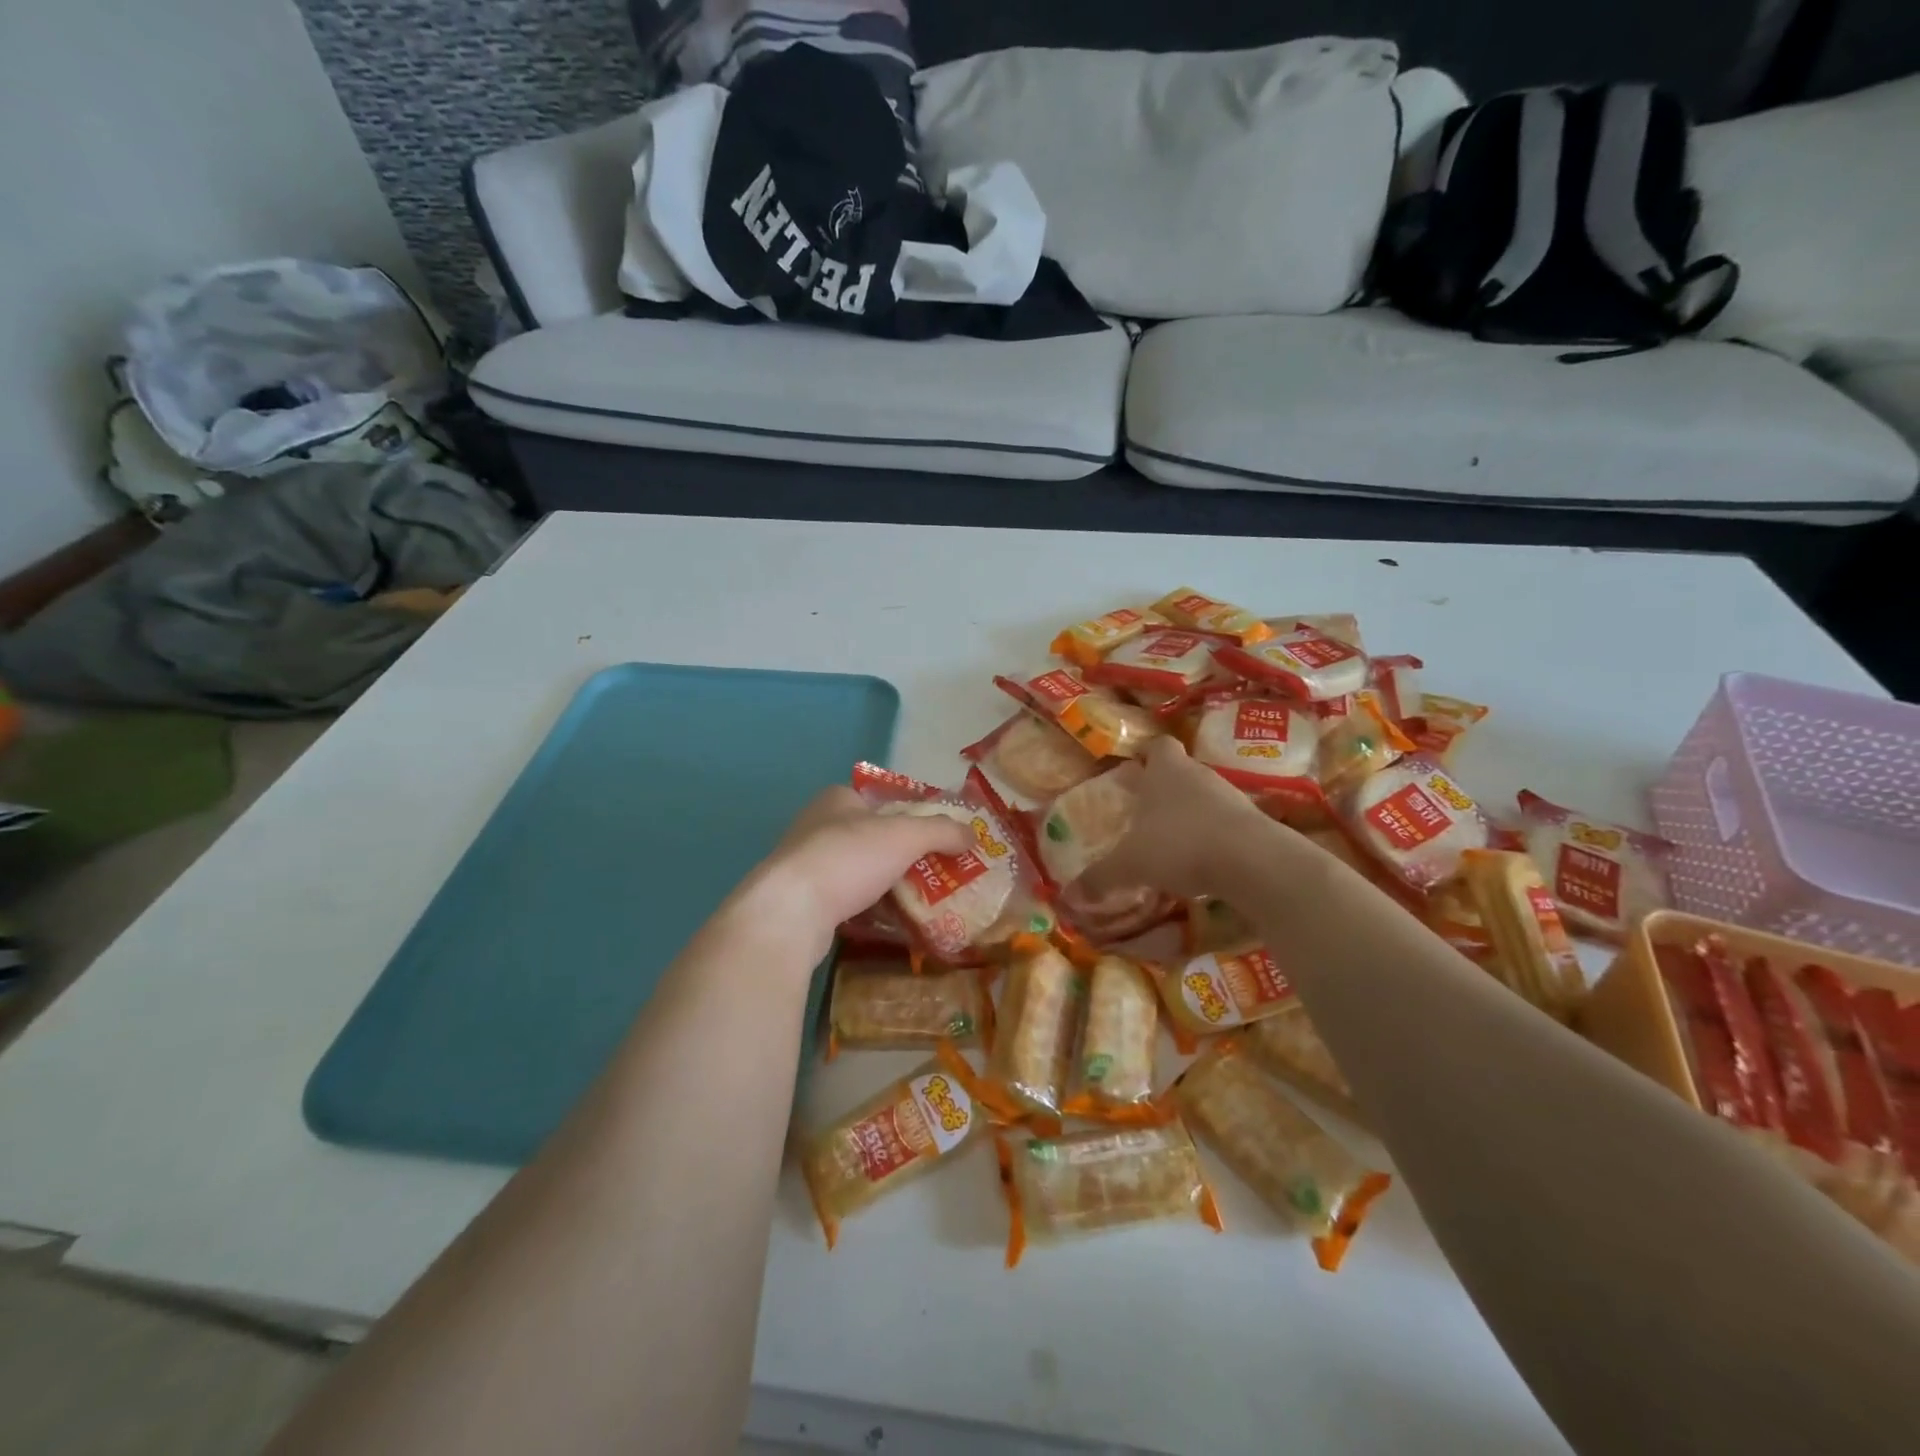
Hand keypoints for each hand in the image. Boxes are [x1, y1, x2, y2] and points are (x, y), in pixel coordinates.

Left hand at [746, 786, 972, 962]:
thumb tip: (973, 834)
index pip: (880, 799)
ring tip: (921, 900)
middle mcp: (817, 826)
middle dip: (901, 854)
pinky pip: (845, 900)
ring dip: (885, 883)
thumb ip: (942, 831)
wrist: (790, 912)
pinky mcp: (801, 902)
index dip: (909, 814)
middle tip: (935, 871)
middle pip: (871, 836)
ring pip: (858, 870)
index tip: (936, 836)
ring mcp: (806, 865)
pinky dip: (868, 908)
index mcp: (837, 799)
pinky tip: (890, 922)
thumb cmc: (848, 858)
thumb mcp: (905, 836)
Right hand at [1078, 738, 1276, 901]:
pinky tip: (1202, 865)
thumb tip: (1070, 895)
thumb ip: (1100, 877)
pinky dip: (1213, 839)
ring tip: (1172, 845)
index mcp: (1167, 770)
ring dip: (1190, 816)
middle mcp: (1199, 775)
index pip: (1158, 746)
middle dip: (1164, 791)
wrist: (1253, 862)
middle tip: (1144, 815)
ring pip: (1204, 798)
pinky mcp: (1254, 824)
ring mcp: (1231, 797)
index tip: (1135, 770)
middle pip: (1181, 772)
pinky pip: (1226, 824)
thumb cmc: (1180, 844)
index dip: (1147, 755)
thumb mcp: (1130, 864)